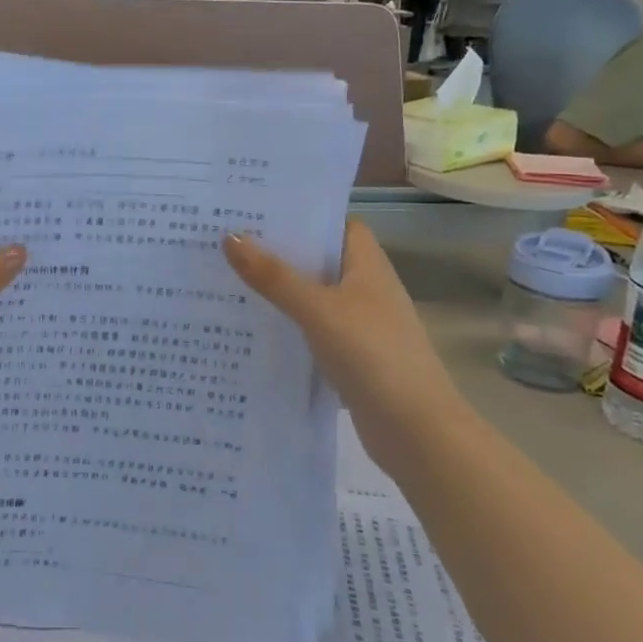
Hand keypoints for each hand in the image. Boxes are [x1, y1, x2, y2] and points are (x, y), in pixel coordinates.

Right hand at [223, 222, 450, 427]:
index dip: (303, 215)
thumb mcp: (317, 309)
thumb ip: (274, 276)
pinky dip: (287, 328)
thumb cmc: (372, 354)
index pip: (337, 224)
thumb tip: (230, 236)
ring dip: (279, 292)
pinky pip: (312, 331)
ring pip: (312, 298)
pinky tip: (251, 329)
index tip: (258, 210)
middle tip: (227, 240)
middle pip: (319, 260)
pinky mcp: (351, 358)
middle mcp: (366, 290)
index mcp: (367, 266)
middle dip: (279, 252)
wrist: (415, 431)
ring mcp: (360, 326)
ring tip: (227, 279)